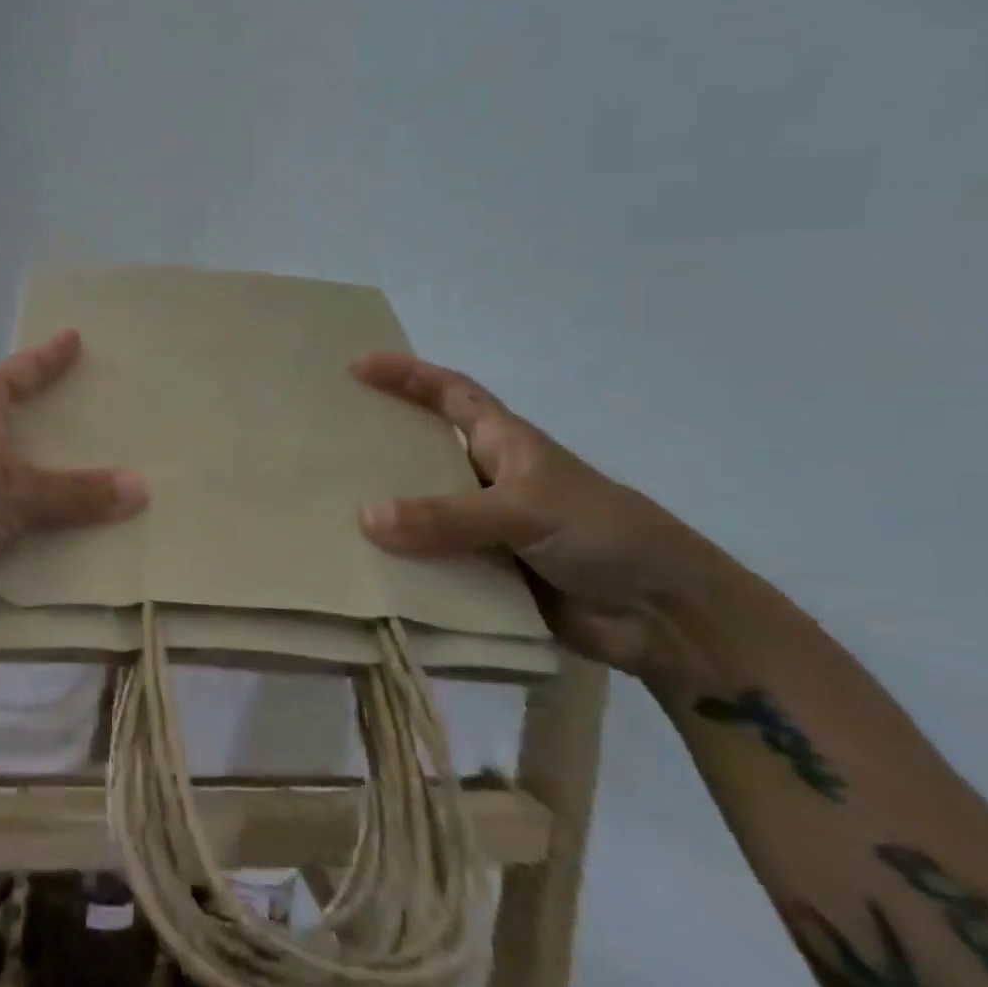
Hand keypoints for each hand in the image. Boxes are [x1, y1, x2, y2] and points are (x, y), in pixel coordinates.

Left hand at [0, 329, 147, 631]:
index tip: (76, 337)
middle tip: (109, 410)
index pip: (23, 370)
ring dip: (53, 477)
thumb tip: (141, 489)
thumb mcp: (15, 490)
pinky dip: (39, 520)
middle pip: (22, 417)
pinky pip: (12, 513)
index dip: (51, 356)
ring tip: (107, 472)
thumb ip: (76, 492)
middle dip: (59, 418)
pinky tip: (76, 529)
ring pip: (18, 470)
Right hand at [353, 354, 736, 677]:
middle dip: (377, 445)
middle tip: (322, 442)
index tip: (358, 367)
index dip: (407, 374)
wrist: (666, 619)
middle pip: (421, 452)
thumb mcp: (526, 508)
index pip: (449, 393)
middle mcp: (485, 480)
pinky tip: (358, 569)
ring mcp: (482, 529)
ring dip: (381, 513)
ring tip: (323, 508)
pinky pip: (428, 565)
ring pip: (418, 512)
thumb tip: (365, 516)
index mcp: (504, 443)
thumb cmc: (604, 534)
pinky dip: (398, 567)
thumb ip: (447, 514)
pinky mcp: (481, 575)